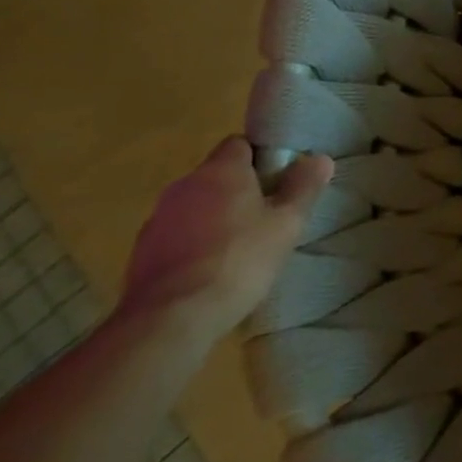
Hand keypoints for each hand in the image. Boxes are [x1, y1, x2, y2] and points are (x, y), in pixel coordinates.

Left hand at [118, 137, 332, 350]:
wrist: (172, 318)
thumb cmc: (240, 260)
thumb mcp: (288, 223)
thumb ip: (304, 187)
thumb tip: (319, 158)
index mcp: (220, 171)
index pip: (239, 143)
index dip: (261, 156)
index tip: (280, 178)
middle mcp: (184, 186)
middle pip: (217, 175)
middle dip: (241, 188)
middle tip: (269, 214)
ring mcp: (158, 219)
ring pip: (196, 205)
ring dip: (216, 216)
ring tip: (241, 245)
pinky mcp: (142, 252)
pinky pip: (178, 234)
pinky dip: (195, 242)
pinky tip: (212, 268)